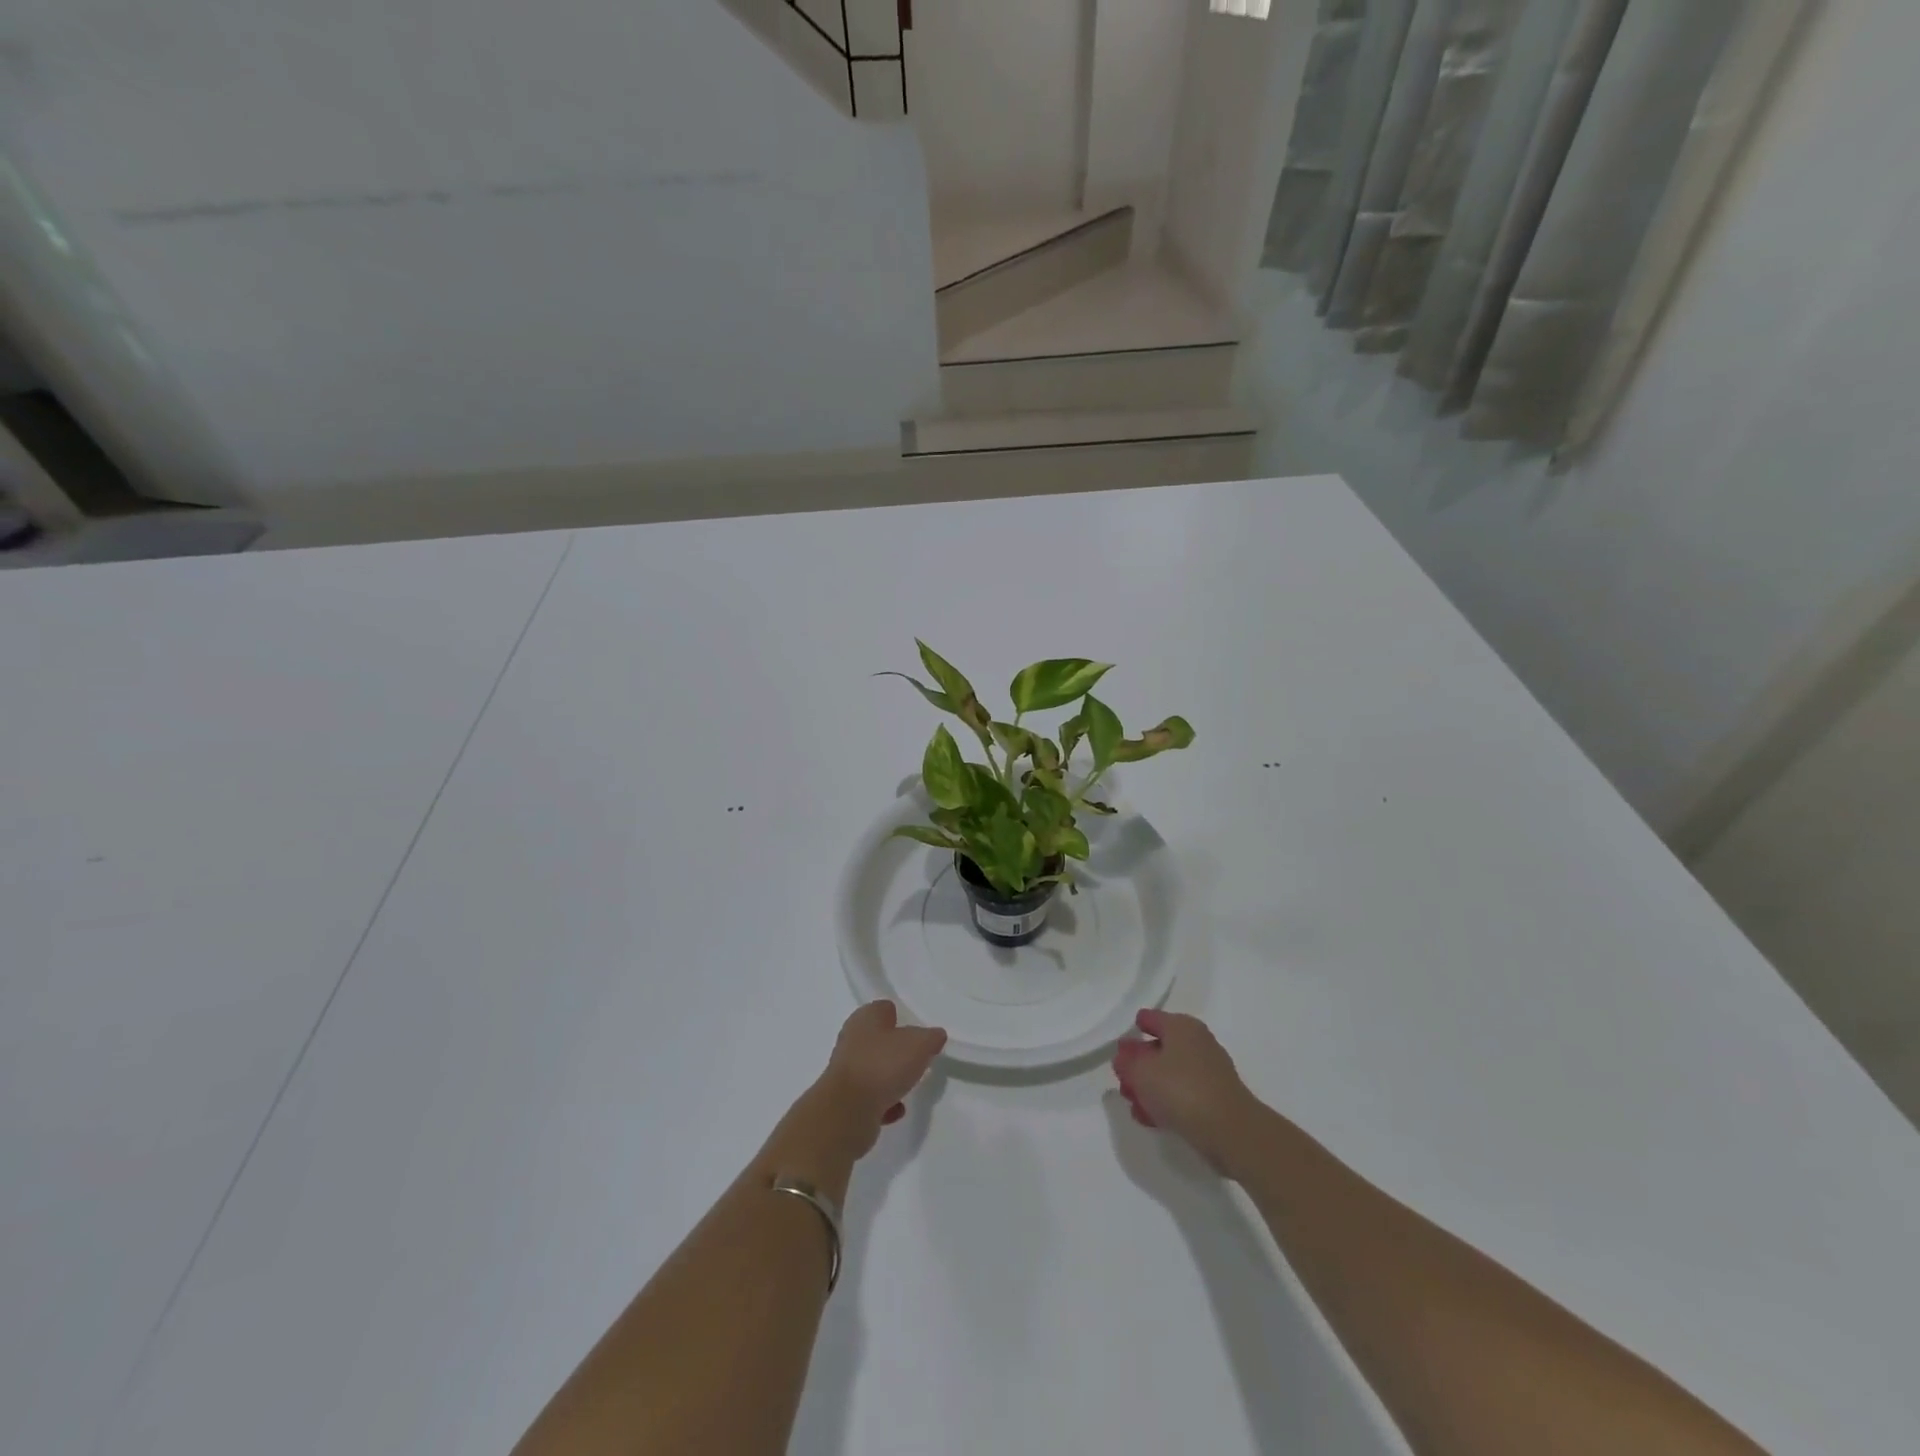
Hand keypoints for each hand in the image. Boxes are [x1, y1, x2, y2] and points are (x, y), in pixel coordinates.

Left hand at [810, 1001, 946, 1160]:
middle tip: (916, 1058)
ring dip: (890, 1078)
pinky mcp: (845, 1100)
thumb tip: (935, 1035)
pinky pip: (870, 1097)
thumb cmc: (883, 1065)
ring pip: (874, 1069)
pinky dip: (883, 1103)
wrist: (848, 1112)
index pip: (883, 1008)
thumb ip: (931, 1037)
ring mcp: (846, 1071)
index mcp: (865, 1018)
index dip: (900, 1016)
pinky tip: (896, 1110)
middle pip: (878, 1040)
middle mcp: (851, 1040)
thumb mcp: (919, 1044)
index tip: (916, 1030)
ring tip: (908, 1086)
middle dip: (896, 1049)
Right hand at [1112, 1009, 1262, 1172]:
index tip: (1120, 1047)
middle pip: (1159, 1048)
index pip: (1150, 1018)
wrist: (1231, 1132)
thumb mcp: (1141, 1072)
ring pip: (1170, 1074)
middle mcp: (1197, 1043)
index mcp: (1181, 1026)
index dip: (1133, 1030)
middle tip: (1123, 1081)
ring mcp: (1208, 1072)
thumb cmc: (1181, 1090)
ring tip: (1135, 1105)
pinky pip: (1183, 1094)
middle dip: (1139, 1065)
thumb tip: (1125, 1054)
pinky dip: (1166, 1102)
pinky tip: (1152, 1119)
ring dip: (1150, 1087)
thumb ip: (1126, 1061)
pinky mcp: (1215, 1099)